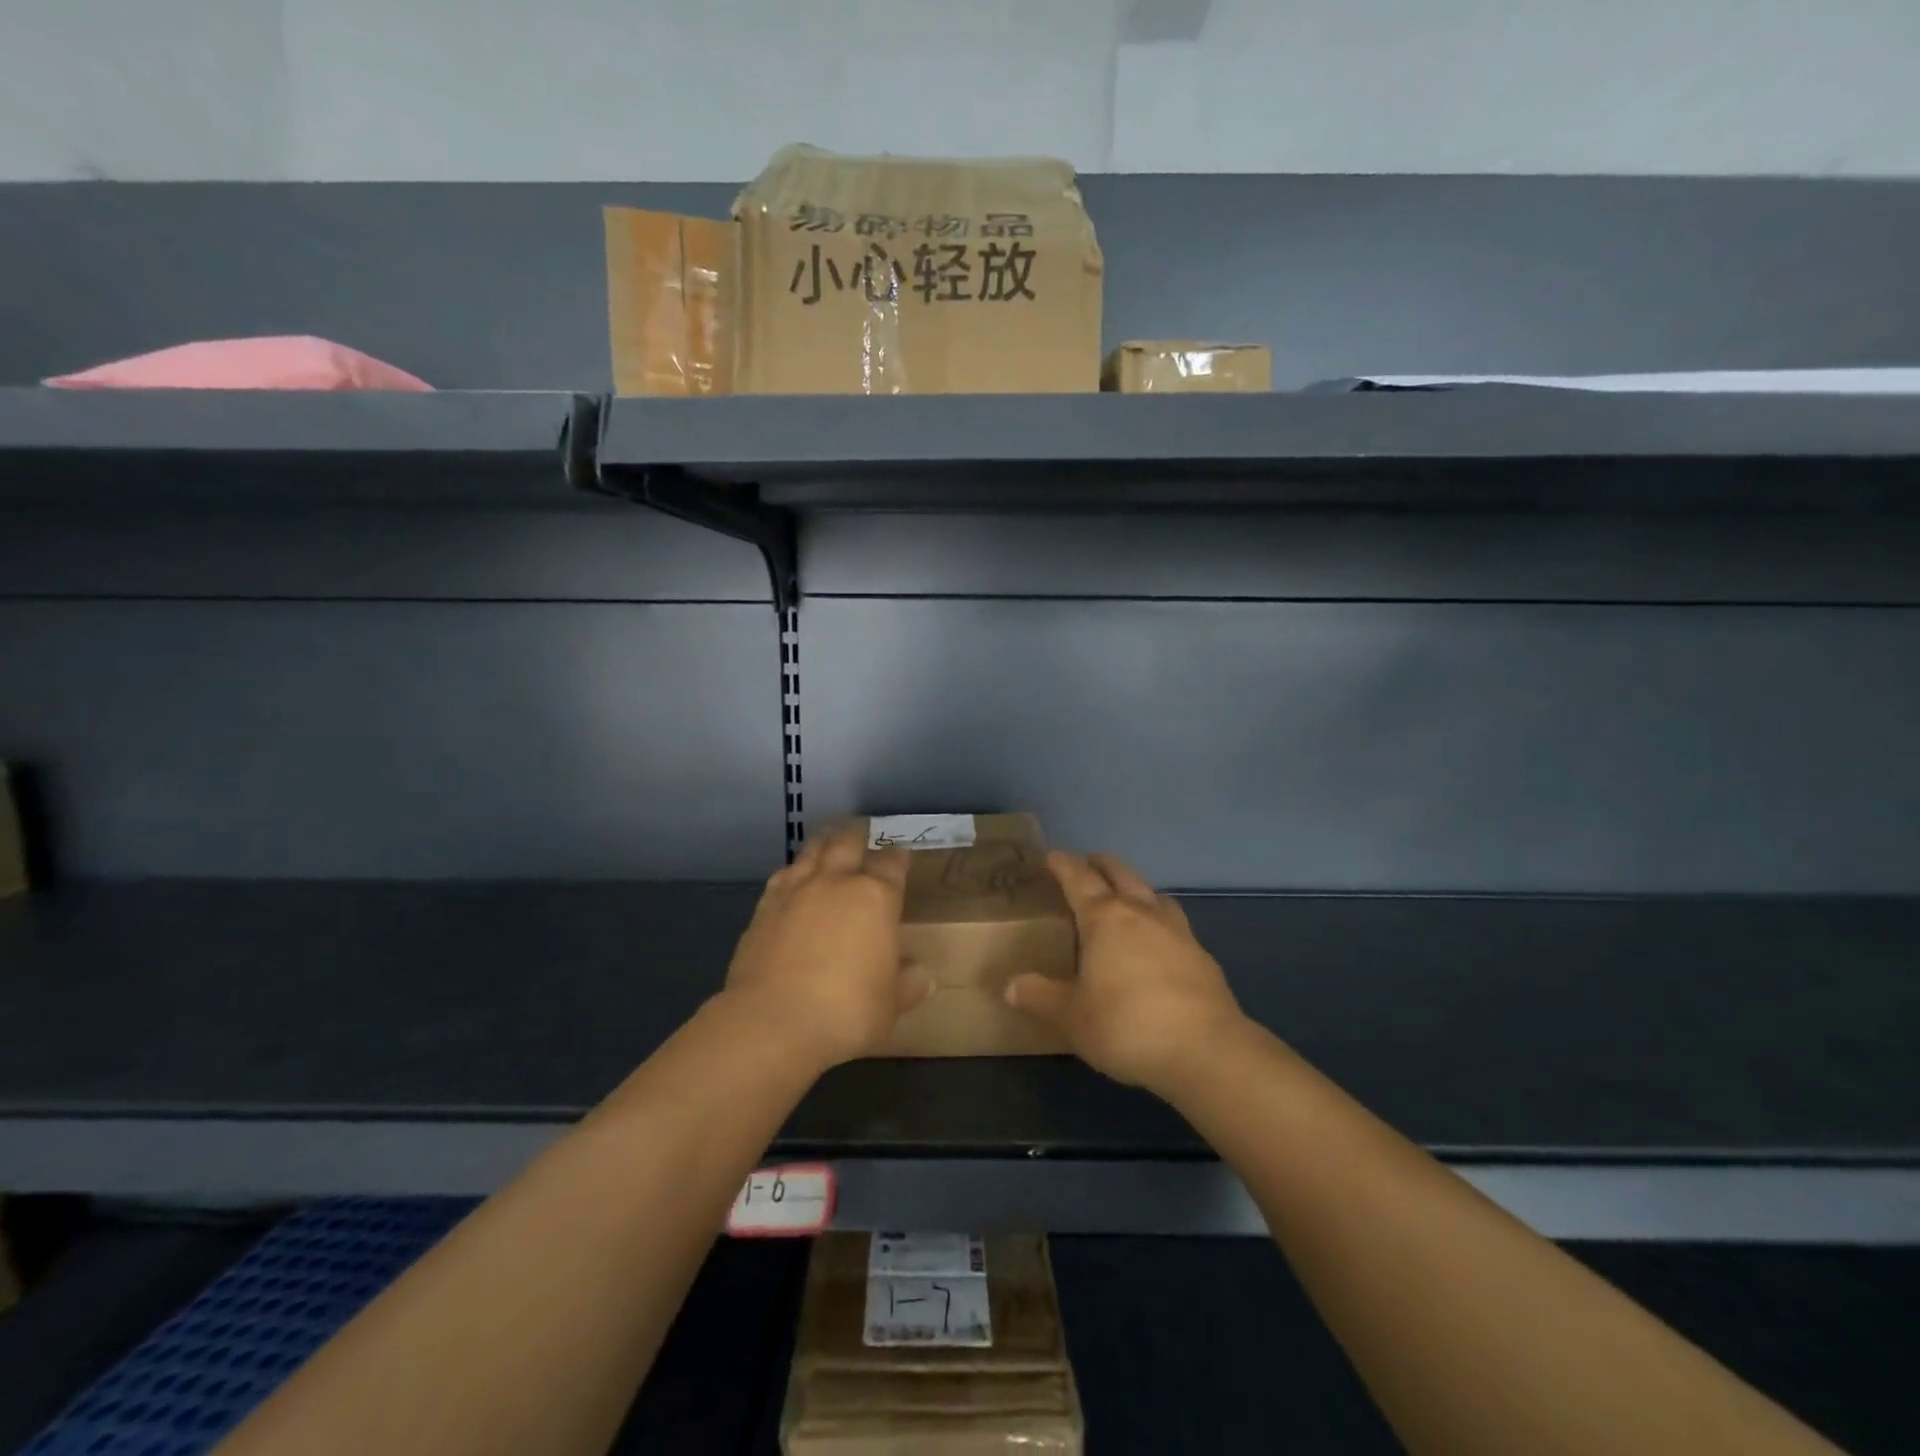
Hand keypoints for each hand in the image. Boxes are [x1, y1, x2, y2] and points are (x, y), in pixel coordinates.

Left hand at [723, 822, 933, 1070]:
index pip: (892, 864)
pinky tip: (793, 877)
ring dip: (823, 843)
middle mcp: (836, 883)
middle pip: (847, 842)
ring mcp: (796, 891)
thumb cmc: (846, 1010)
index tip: (901, 855)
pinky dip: (793, 871)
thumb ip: (909, 984)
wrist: (772, 1021)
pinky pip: (782, 876)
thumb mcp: (891, 1004)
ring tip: (829, 840)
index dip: (898, 857)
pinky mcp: (764, 908)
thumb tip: (925, 976)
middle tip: (862, 829)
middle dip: (857, 834)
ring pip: (811, 852)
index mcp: (875, 897)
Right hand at [1005, 851, 1245, 1091]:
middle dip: (1101, 864)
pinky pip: (1174, 923)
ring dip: (1135, 888)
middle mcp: (1141, 913)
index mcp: (1105, 918)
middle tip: (1087, 864)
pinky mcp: (1201, 956)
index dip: (1063, 864)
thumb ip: (1040, 997)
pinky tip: (1157, 943)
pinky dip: (1158, 920)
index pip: (1079, 878)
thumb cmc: (1127, 1025)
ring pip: (1153, 894)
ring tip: (1125, 899)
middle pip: (1120, 873)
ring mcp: (1177, 931)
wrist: (1206, 1050)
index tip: (1051, 856)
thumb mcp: (1072, 1017)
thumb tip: (1010, 986)